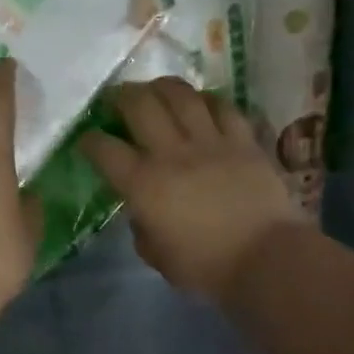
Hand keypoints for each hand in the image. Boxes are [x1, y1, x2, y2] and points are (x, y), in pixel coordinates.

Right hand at [79, 78, 301, 302]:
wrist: (266, 259)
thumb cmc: (206, 266)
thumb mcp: (157, 256)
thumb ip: (142, 227)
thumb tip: (142, 210)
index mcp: (144, 184)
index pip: (105, 150)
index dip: (89, 140)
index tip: (87, 140)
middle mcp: (172, 153)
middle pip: (140, 105)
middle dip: (121, 96)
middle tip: (116, 99)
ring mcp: (210, 142)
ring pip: (181, 95)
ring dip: (162, 87)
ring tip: (155, 89)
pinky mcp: (243, 140)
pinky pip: (222, 107)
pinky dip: (207, 100)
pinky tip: (200, 102)